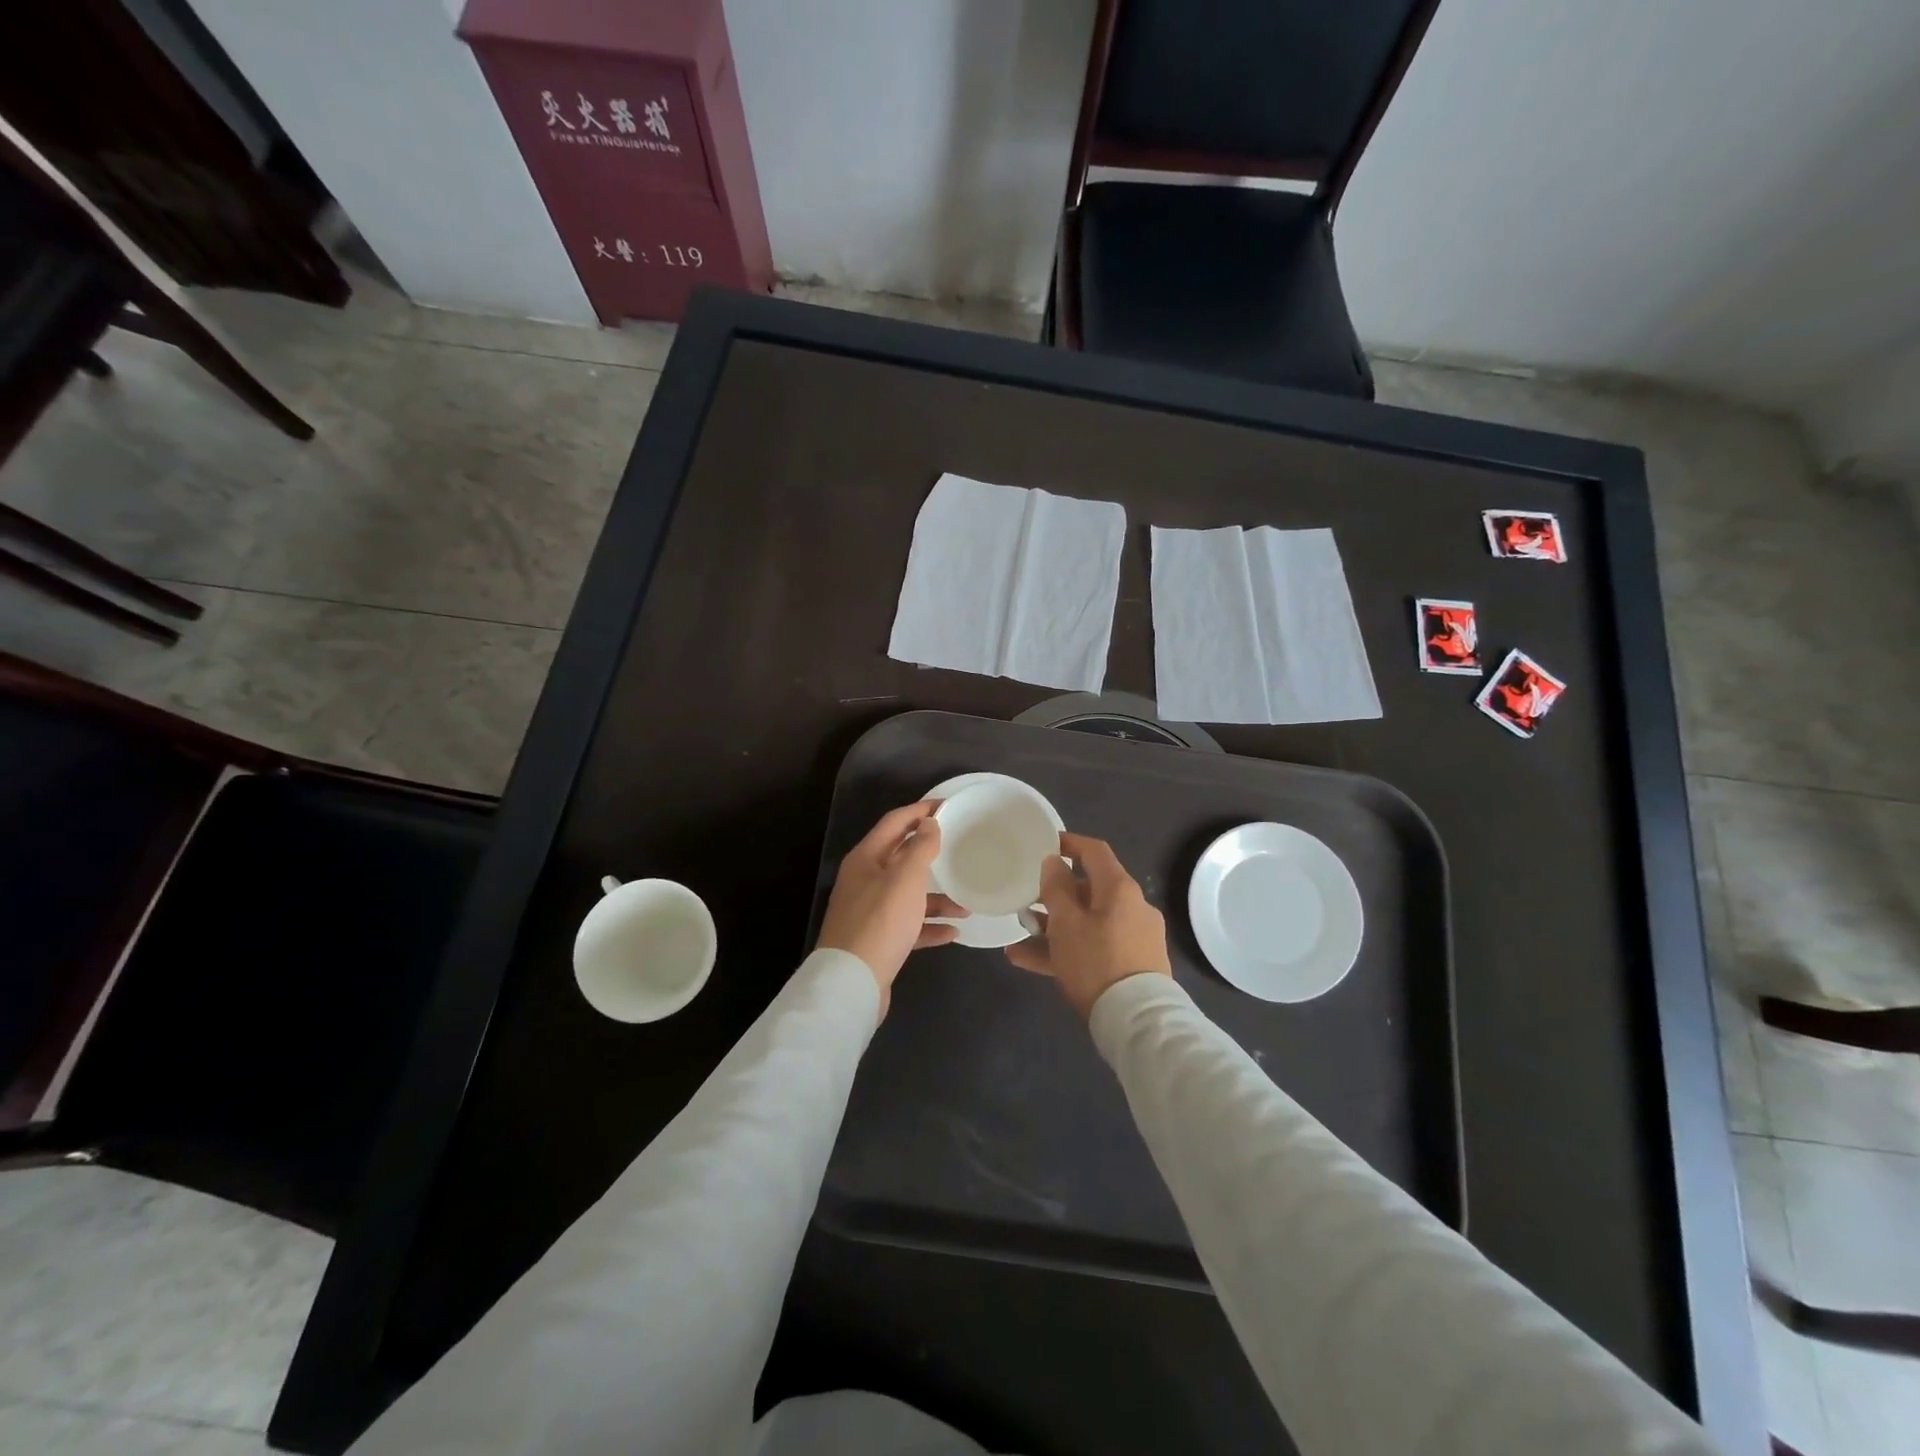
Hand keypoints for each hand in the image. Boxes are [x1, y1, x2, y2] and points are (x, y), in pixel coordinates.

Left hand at [817, 801, 966, 1017]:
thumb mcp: (905, 879)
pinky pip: (909, 926)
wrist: (852, 983)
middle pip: (901, 858)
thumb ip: (920, 848)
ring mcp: (870, 912)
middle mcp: (864, 881)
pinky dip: (929, 926)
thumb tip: (929, 823)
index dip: (920, 811)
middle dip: (931, 854)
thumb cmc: (881, 922)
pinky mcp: (878, 940)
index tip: (948, 806)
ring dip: (937, 898)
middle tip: (960, 847)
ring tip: (967, 903)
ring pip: (908, 895)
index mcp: (865, 859)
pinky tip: (953, 932)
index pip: (894, 823)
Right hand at [1006, 832, 1171, 1018]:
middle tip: (1026, 899)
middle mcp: (1131, 907)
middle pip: (1088, 890)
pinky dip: (1064, 950)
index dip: (1069, 843)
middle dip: (1054, 895)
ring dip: (1053, 926)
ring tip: (1020, 935)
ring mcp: (1132, 938)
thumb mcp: (1066, 922)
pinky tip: (1026, 960)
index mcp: (1119, 889)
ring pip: (1086, 922)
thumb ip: (1056, 888)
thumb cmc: (1096, 961)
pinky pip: (1092, 947)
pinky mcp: (1130, 965)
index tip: (1044, 844)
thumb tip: (1054, 862)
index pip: (1095, 852)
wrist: (1136, 1022)